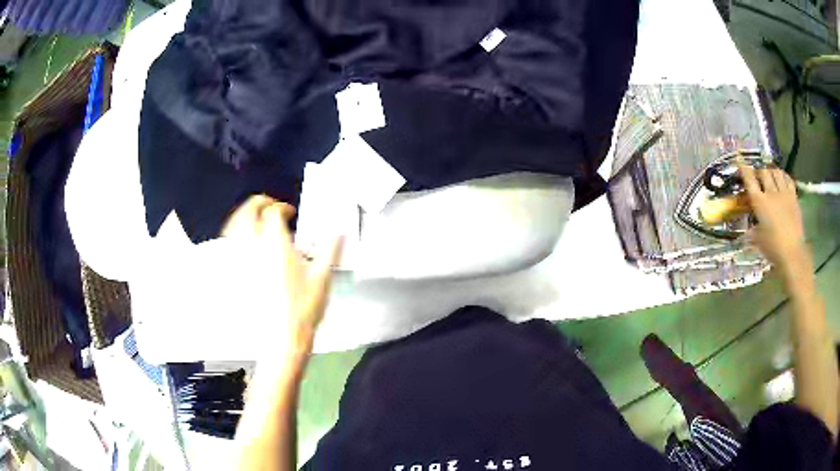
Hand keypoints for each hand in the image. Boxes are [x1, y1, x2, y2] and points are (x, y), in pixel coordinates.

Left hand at [223, 195, 342, 354]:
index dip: (282, 208)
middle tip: (269, 206)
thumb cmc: (303, 307)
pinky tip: (240, 240)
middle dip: (259, 203)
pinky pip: (228, 244)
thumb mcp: (322, 276)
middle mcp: (254, 246)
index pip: (274, 212)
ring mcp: (241, 259)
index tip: (289, 214)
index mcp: (276, 242)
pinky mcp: (235, 273)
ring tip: (253, 217)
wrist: (283, 336)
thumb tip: (338, 230)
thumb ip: (330, 248)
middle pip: (249, 211)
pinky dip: (234, 234)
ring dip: (243, 215)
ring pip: (235, 225)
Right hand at [738, 165, 808, 271]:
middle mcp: (771, 193)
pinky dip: (784, 176)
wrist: (792, 253)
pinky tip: (782, 180)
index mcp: (760, 202)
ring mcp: (784, 193)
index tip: (740, 164)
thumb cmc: (773, 248)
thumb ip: (753, 232)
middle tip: (758, 175)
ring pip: (776, 172)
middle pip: (764, 172)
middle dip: (759, 171)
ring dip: (772, 171)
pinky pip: (788, 179)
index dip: (744, 170)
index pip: (749, 179)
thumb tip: (747, 233)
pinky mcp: (794, 197)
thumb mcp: (759, 241)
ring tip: (770, 175)